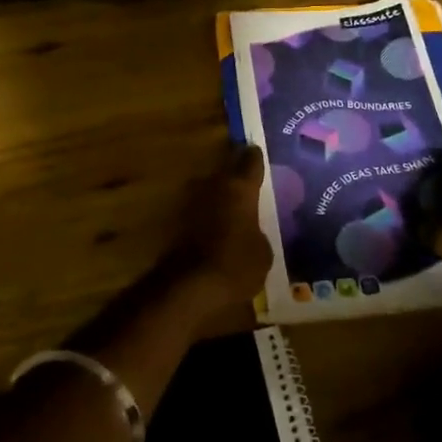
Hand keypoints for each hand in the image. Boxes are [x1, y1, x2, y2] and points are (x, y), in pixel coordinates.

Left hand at [165, 145, 273, 314]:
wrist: (189, 288)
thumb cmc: (236, 264)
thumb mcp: (264, 252)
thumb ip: (259, 231)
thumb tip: (253, 230)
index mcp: (239, 187)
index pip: (250, 159)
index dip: (256, 157)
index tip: (261, 154)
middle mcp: (214, 186)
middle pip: (227, 171)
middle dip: (237, 176)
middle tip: (252, 184)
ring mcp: (192, 203)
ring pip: (212, 191)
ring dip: (221, 197)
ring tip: (236, 209)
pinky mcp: (178, 223)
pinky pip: (201, 213)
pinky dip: (209, 218)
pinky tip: (220, 230)